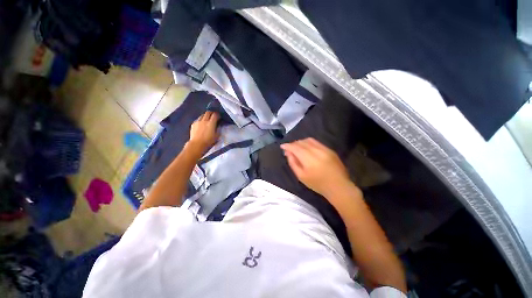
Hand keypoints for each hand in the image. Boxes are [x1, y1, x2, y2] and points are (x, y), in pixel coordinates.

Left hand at [188, 111, 219, 152]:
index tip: (219, 116)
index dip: (218, 114)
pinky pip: (198, 119)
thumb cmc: (208, 141)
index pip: (215, 115)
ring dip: (206, 115)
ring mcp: (198, 121)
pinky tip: (202, 123)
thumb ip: (218, 129)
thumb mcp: (217, 136)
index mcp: (211, 123)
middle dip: (211, 113)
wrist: (197, 144)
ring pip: (202, 115)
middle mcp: (204, 120)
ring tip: (207, 119)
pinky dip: (201, 119)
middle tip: (214, 116)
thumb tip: (218, 125)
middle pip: (208, 112)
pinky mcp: (193, 124)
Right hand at [281, 138, 354, 196]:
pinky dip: (308, 143)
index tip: (282, 146)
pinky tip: (307, 148)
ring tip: (297, 147)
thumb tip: (288, 153)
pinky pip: (316, 142)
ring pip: (309, 140)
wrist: (338, 186)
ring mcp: (324, 149)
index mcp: (308, 159)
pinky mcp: (330, 149)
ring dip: (300, 142)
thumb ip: (293, 163)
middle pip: (301, 142)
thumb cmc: (317, 184)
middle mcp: (316, 151)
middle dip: (293, 144)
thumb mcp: (301, 176)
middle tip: (289, 149)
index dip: (287, 146)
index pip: (295, 147)